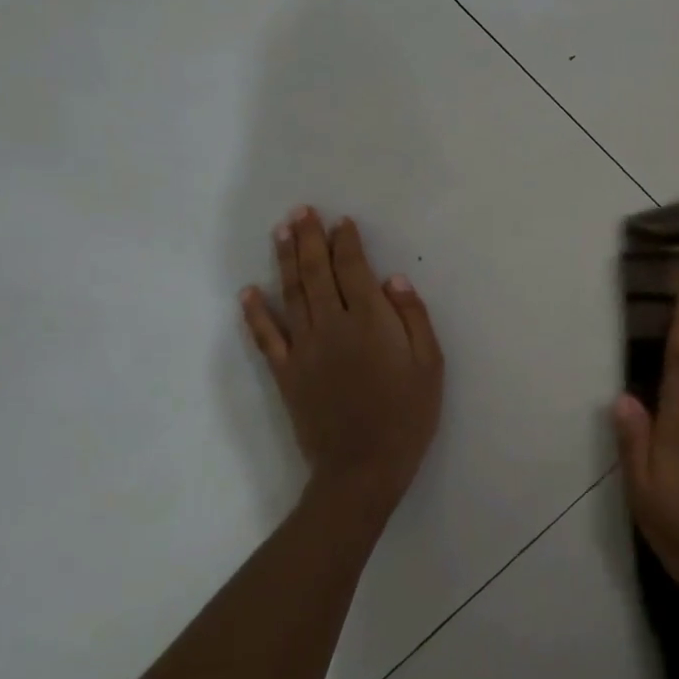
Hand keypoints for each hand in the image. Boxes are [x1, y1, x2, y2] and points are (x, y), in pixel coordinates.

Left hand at [240, 208, 443, 524]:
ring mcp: (303, 349)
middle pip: (317, 273)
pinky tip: (248, 292)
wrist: (363, 467)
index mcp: (370, 322)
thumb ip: (413, 318)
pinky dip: (255, 313)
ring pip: (291, 294)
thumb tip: (393, 279)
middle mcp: (332, 326)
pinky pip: (266, 336)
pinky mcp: (285, 373)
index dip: (346, 243)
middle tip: (301, 211)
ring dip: (284, 260)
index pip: (353, 270)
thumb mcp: (430, 365)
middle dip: (309, 239)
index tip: (341, 221)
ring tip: (279, 231)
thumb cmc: (407, 415)